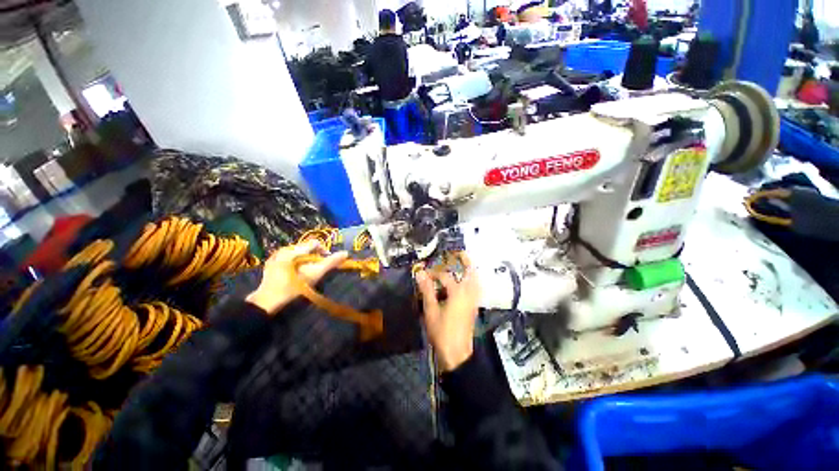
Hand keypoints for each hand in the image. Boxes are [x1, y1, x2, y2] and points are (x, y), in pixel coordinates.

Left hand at [246, 241, 347, 314]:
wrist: (267, 301)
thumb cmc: (294, 286)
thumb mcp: (315, 274)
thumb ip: (331, 262)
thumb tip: (346, 253)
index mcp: (294, 250)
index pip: (315, 243)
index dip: (324, 250)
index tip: (326, 262)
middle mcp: (284, 248)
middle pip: (306, 247)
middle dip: (314, 255)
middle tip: (317, 268)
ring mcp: (275, 255)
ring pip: (297, 252)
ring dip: (305, 259)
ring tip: (306, 271)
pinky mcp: (270, 263)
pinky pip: (288, 257)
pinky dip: (295, 262)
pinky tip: (295, 273)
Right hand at [416, 268, 480, 371]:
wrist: (457, 354)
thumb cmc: (442, 332)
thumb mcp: (431, 310)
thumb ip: (427, 290)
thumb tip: (420, 273)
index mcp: (457, 293)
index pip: (445, 276)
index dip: (434, 274)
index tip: (425, 274)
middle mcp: (469, 294)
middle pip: (471, 272)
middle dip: (466, 261)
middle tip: (459, 253)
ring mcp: (473, 301)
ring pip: (476, 281)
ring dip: (470, 271)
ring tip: (463, 264)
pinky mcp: (474, 308)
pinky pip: (476, 289)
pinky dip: (472, 281)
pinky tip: (465, 283)